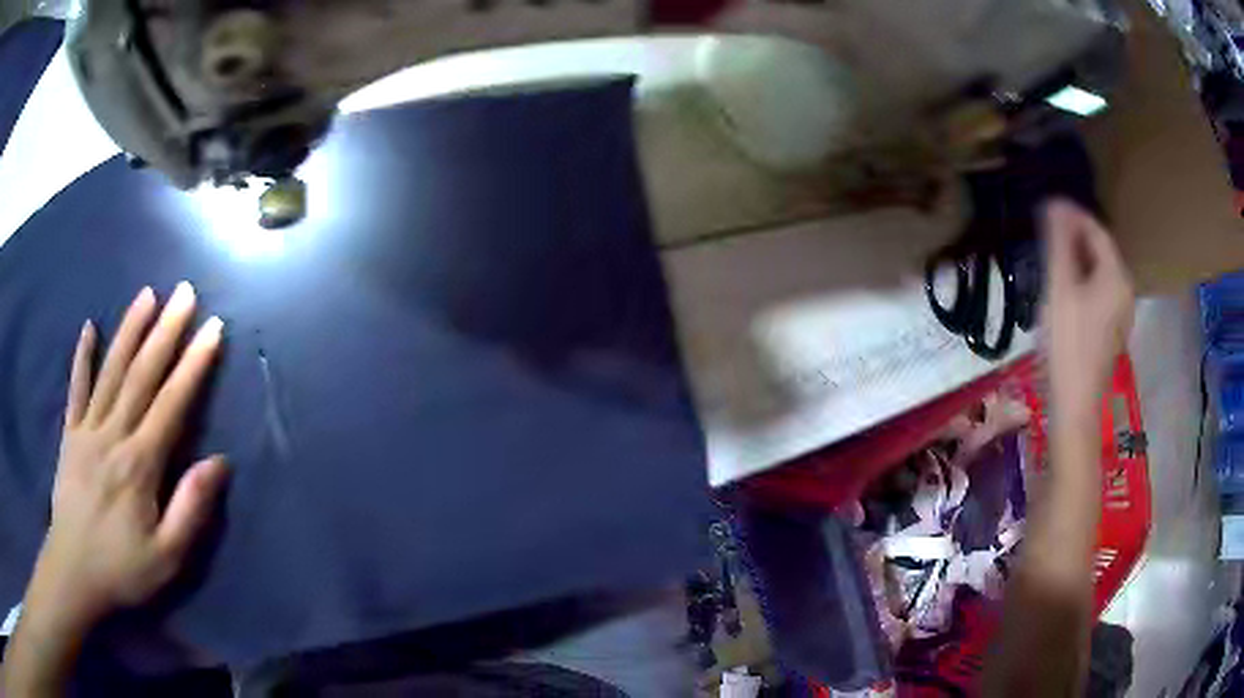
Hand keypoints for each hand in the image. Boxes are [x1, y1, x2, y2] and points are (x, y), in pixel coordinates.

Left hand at [27, 284, 226, 633]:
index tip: (213, 328)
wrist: (74, 572)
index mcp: (139, 465)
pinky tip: (89, 327)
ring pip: (110, 371)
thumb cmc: (123, 569)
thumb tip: (219, 463)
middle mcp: (112, 435)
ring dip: (129, 330)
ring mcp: (87, 430)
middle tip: (184, 292)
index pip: (170, 404)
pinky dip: (82, 357)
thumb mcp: (167, 557)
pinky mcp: (69, 435)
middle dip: (165, 331)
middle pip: (141, 375)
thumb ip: (190, 509)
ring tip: (147, 294)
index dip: (193, 365)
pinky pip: (76, 389)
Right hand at [1041, 199, 1134, 416]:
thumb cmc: (1067, 345)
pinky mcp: (1112, 331)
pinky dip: (1082, 282)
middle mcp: (1125, 291)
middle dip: (1074, 238)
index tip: (1047, 207)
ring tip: (1051, 258)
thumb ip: (1059, 243)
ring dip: (1077, 260)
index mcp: (1117, 277)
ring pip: (1099, 273)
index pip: (1096, 231)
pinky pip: (1099, 293)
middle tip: (1046, 233)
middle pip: (1100, 252)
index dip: (1073, 215)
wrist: (1075, 406)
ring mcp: (1120, 314)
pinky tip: (1064, 291)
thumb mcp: (1059, 289)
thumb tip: (1055, 203)